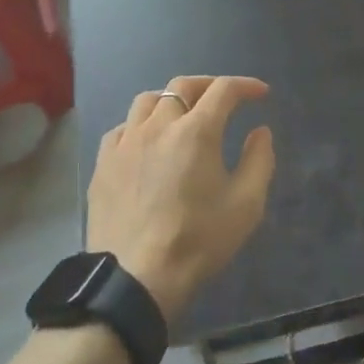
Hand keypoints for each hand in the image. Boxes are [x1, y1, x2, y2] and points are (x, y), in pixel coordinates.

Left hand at [86, 76, 275, 328]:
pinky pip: (122, 129)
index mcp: (196, 130)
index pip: (224, 90)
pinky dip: (140, 126)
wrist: (135, 278)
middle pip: (183, 85)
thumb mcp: (246, 205)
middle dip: (208, 85)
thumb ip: (259, 161)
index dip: (245, 86)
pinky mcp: (103, 163)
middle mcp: (158, 125)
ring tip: (182, 115)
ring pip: (147, 101)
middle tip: (224, 99)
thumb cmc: (198, 241)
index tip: (260, 94)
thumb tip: (260, 132)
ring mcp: (125, 142)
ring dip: (171, 100)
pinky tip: (146, 143)